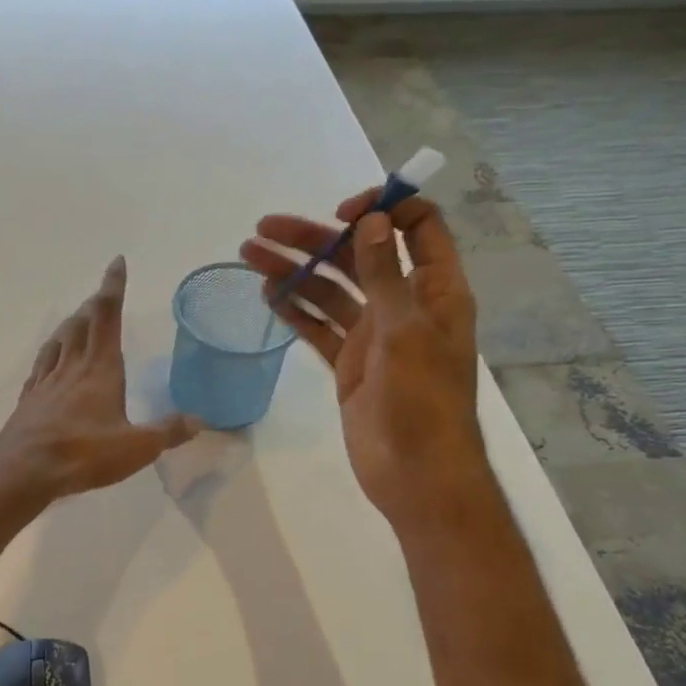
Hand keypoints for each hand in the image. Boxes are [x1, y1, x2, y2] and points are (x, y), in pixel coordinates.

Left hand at [0, 257, 201, 501]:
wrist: (23, 472)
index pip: (108, 316)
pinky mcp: (29, 400)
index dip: (113, 287)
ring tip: (77, 318)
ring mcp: (46, 382)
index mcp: (100, 369)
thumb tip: (200, 421)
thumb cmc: (83, 455)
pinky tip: (49, 360)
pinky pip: (40, 366)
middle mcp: (71, 367)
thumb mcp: (136, 448)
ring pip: (59, 341)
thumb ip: (168, 432)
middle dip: (94, 304)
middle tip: (102, 294)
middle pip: (82, 324)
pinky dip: (49, 353)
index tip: (116, 263)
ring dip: (71, 324)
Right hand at [239, 193, 482, 524]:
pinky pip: (318, 327)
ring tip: (250, 255)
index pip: (416, 228)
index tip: (341, 213)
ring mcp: (372, 335)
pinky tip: (266, 295)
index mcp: (434, 291)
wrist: (416, 474)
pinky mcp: (348, 363)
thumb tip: (371, 221)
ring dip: (294, 271)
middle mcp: (403, 305)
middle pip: (358, 256)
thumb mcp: (405, 333)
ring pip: (330, 291)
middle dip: (313, 239)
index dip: (381, 210)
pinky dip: (294, 310)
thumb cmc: (423, 402)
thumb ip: (385, 276)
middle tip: (264, 229)